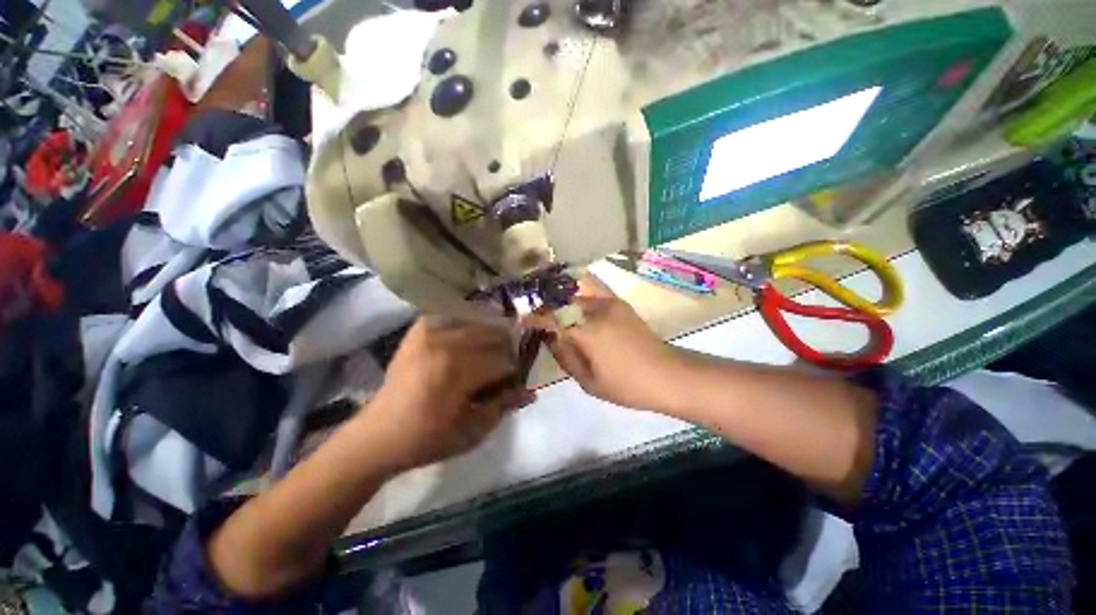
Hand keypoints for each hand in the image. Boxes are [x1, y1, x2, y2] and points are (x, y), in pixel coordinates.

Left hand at [363, 319, 531, 471]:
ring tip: (491, 352)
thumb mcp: (473, 431)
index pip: (503, 360)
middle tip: (506, 366)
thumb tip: (530, 391)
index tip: (516, 381)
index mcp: (456, 370)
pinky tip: (472, 337)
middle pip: (494, 335)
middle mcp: (444, 343)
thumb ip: (504, 405)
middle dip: (507, 350)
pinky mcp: (420, 330)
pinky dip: (470, 324)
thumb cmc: (428, 438)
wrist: (379, 435)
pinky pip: (455, 316)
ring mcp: (429, 332)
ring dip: (492, 335)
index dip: (515, 371)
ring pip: (479, 322)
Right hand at [525, 274, 679, 410]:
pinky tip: (572, 293)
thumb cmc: (626, 385)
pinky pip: (593, 288)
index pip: (550, 318)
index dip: (533, 318)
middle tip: (533, 312)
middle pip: (560, 300)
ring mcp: (608, 303)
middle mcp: (594, 311)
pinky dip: (578, 287)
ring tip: (548, 300)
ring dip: (559, 294)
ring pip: (575, 291)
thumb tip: (550, 338)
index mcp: (586, 332)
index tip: (521, 320)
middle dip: (543, 305)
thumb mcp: (589, 381)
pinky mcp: (618, 302)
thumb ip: (565, 357)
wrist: (666, 374)